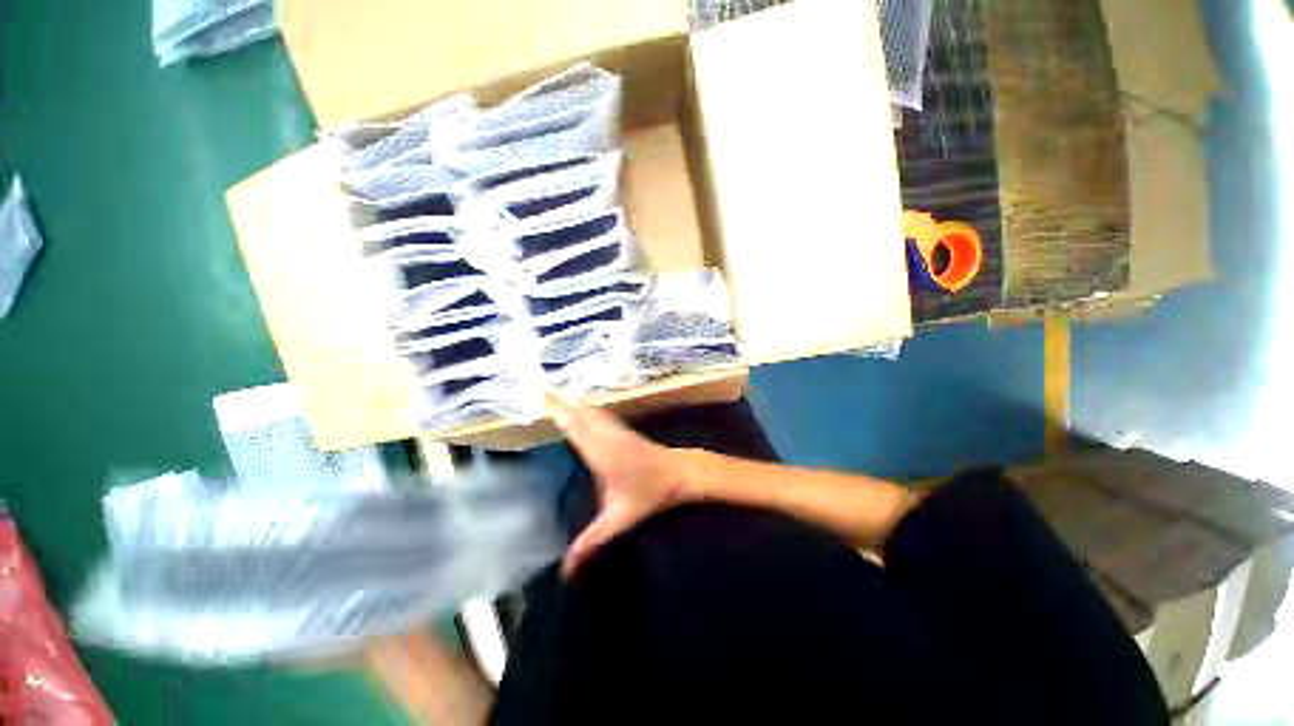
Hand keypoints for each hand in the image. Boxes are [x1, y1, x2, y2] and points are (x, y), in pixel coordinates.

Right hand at [546, 393, 697, 577]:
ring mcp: (615, 429)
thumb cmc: (651, 493)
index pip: (574, 425)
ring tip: (551, 392)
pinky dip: (584, 407)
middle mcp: (606, 434)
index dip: (556, 409)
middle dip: (558, 399)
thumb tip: (566, 572)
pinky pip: (597, 413)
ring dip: (570, 400)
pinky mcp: (622, 429)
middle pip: (578, 412)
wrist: (681, 473)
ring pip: (589, 410)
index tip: (539, 395)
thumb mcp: (619, 519)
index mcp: (601, 451)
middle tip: (537, 386)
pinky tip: (579, 406)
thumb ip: (591, 543)